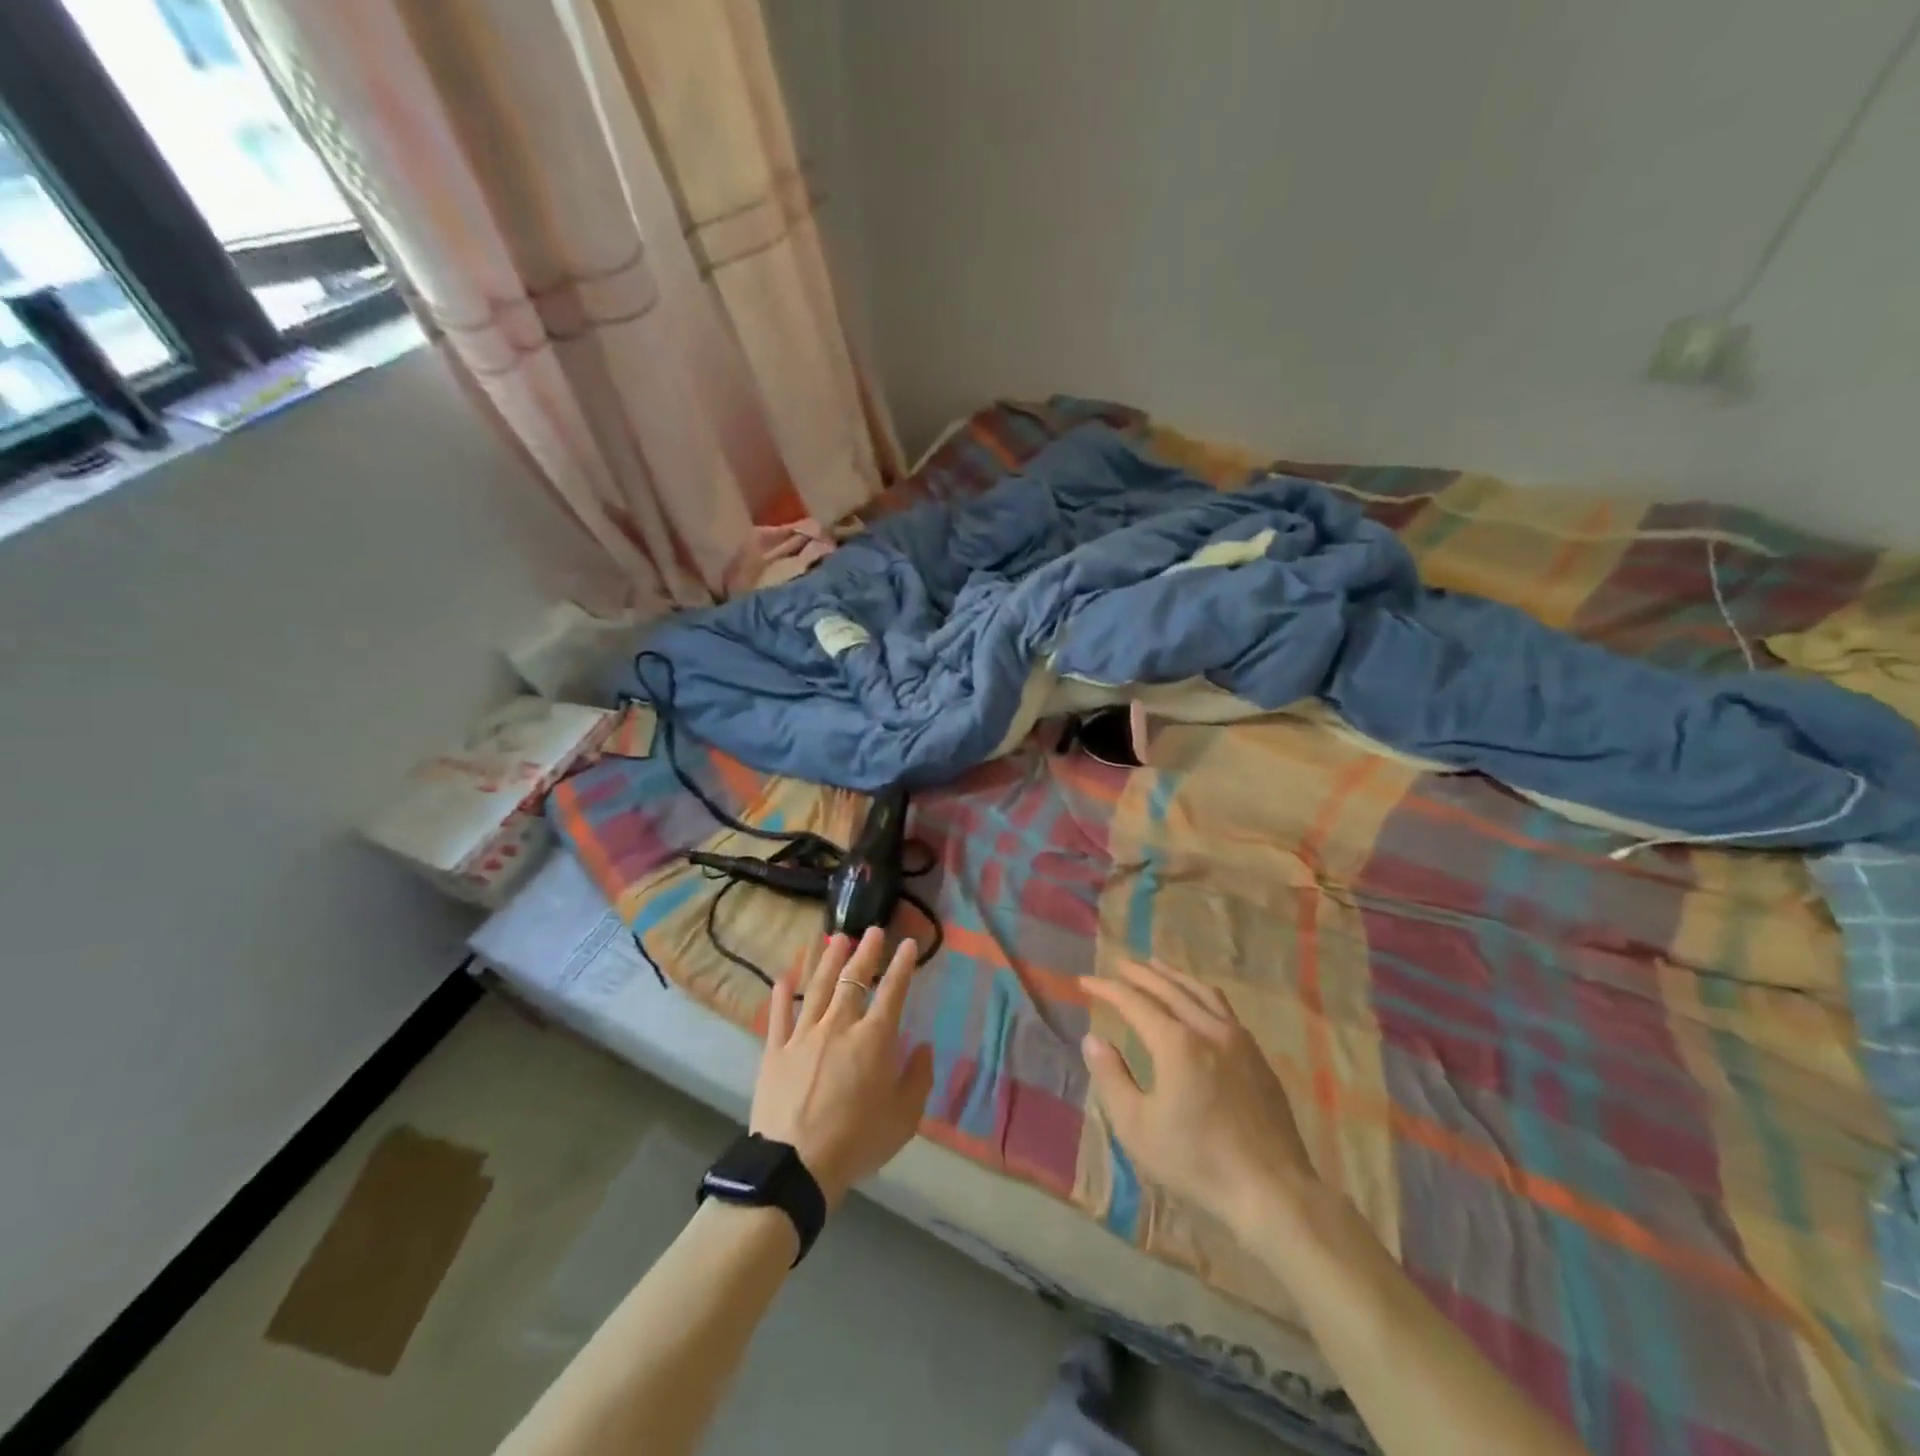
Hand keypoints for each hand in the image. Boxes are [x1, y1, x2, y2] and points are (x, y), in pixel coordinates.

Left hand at [751, 928, 934, 1207]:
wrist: (795, 1165)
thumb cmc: (857, 1142)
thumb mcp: (903, 1118)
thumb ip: (917, 1079)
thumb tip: (922, 1048)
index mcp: (874, 1039)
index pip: (892, 991)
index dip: (902, 965)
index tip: (908, 944)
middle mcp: (839, 1026)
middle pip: (853, 980)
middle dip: (866, 952)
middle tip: (872, 930)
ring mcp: (803, 1035)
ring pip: (817, 987)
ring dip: (828, 960)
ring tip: (836, 939)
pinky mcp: (775, 1051)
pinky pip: (779, 1016)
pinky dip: (781, 995)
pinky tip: (784, 978)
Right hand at [1083, 958, 1316, 1237]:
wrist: (1272, 1190)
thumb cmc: (1197, 1161)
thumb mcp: (1138, 1127)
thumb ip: (1112, 1078)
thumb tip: (1093, 1040)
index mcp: (1176, 1043)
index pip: (1134, 1002)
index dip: (1107, 989)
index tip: (1085, 981)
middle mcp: (1208, 1029)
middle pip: (1169, 988)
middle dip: (1140, 973)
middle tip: (1118, 962)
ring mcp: (1238, 1039)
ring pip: (1201, 992)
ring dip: (1173, 976)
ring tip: (1156, 966)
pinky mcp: (1257, 1056)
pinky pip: (1223, 1007)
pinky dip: (1200, 993)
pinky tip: (1198, 1000)